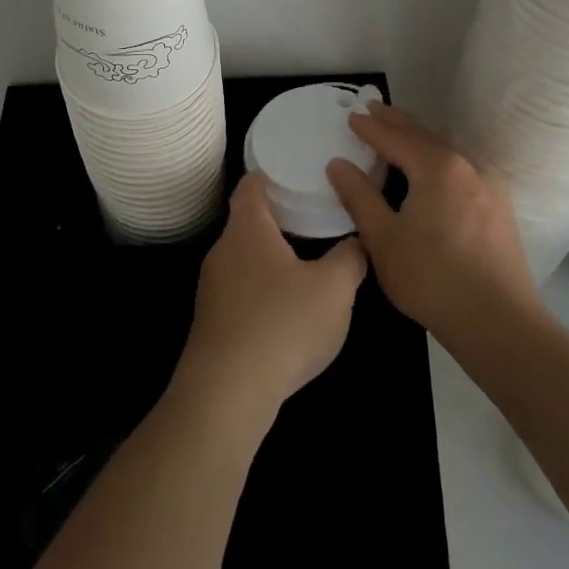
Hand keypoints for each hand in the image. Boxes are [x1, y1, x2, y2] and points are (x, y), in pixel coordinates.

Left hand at [175, 176, 366, 423]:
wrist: (226, 393)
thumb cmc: (282, 325)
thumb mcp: (334, 289)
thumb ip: (350, 258)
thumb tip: (357, 242)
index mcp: (247, 229)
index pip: (251, 185)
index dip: (271, 176)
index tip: (295, 175)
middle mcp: (222, 250)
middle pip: (247, 222)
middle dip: (277, 220)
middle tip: (311, 220)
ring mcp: (211, 288)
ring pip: (243, 259)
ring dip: (269, 259)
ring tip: (303, 266)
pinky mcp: (211, 323)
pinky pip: (239, 292)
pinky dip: (260, 292)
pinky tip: (283, 313)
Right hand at [326, 103, 542, 344]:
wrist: (500, 324)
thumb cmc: (432, 278)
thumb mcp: (383, 238)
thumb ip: (359, 196)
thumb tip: (338, 164)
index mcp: (437, 168)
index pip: (396, 138)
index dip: (371, 128)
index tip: (351, 117)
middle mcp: (467, 166)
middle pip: (425, 136)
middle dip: (397, 122)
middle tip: (374, 109)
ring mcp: (489, 187)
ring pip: (446, 151)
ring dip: (419, 139)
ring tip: (399, 133)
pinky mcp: (500, 209)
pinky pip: (461, 169)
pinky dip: (438, 159)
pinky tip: (433, 170)